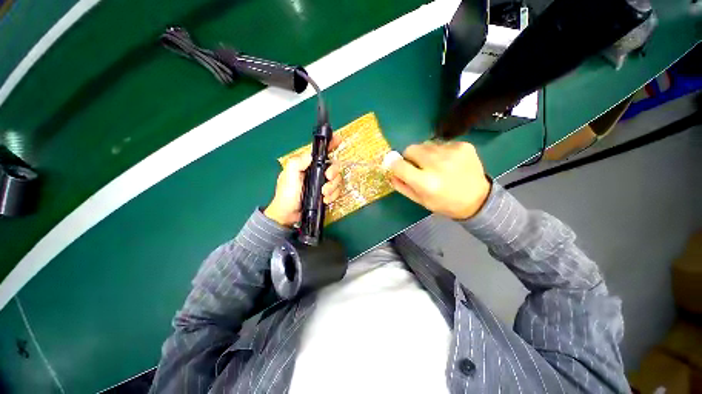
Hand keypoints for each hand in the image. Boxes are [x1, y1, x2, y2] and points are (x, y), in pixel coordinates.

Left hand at [265, 135, 342, 226]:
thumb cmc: (286, 194)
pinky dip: (333, 195)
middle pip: (334, 166)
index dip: (331, 144)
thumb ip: (297, 163)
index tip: (338, 140)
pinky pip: (337, 191)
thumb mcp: (288, 176)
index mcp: (308, 165)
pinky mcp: (327, 194)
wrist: (289, 215)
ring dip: (333, 187)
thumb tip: (311, 155)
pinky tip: (325, 200)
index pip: (321, 152)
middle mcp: (317, 172)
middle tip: (328, 178)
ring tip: (324, 194)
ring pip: (337, 180)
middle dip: (334, 172)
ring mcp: (323, 183)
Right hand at [389, 141, 490, 219]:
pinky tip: (448, 162)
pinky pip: (441, 143)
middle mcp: (438, 164)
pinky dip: (440, 151)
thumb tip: (390, 173)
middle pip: (411, 149)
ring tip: (436, 165)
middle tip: (418, 166)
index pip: (399, 165)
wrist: (478, 200)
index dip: (394, 164)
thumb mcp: (420, 201)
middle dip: (409, 157)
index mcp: (426, 182)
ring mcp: (452, 153)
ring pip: (425, 144)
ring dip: (425, 154)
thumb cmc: (445, 203)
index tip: (396, 166)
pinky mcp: (463, 145)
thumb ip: (402, 186)